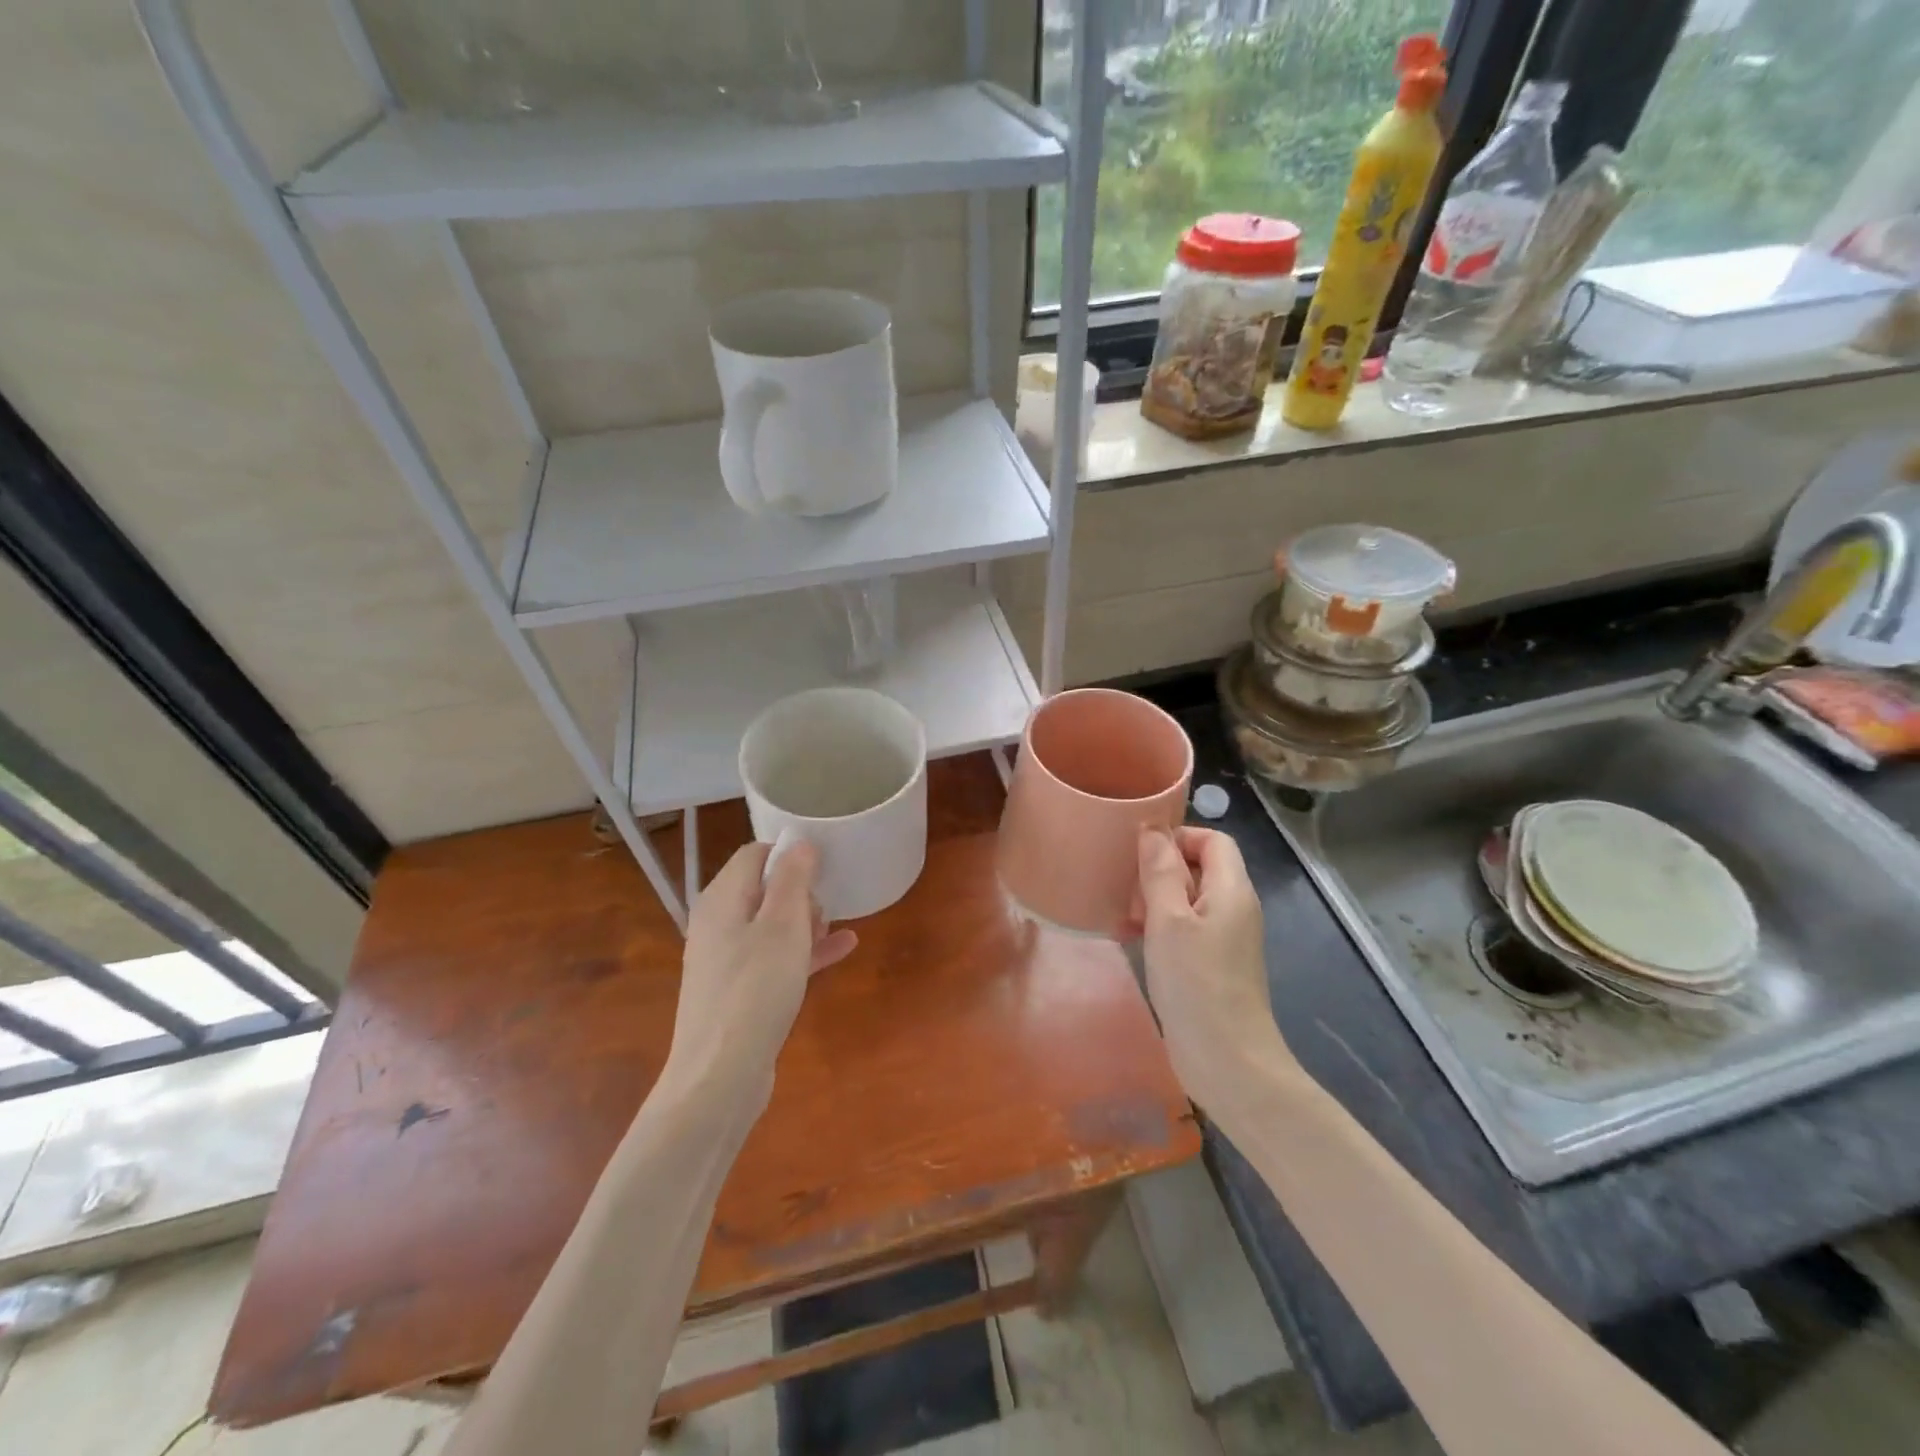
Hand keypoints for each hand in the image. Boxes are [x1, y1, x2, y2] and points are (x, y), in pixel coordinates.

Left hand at [663, 840, 857, 1110]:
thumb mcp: (782, 925)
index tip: (826, 863)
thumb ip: (793, 879)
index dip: (790, 852)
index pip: (754, 853)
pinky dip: (804, 950)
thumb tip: (800, 844)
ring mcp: (727, 959)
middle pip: (763, 887)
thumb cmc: (755, 990)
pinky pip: (775, 956)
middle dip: (801, 890)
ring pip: (772, 923)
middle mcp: (718, 923)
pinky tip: (843, 949)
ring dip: (806, 920)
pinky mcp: (740, 989)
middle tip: (829, 905)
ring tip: (836, 926)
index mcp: (722, 899)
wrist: (720, 1076)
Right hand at [1137, 827, 1297, 1127]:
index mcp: (1232, 890)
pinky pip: (1184, 929)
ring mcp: (1224, 939)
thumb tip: (1152, 830)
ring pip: (1187, 900)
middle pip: (1198, 867)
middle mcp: (1234, 908)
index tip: (1140, 855)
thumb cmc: (1196, 983)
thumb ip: (1160, 871)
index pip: (1212, 839)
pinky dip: (1158, 928)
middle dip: (1159, 871)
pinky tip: (1128, 941)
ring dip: (1153, 901)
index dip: (1177, 837)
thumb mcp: (1169, 920)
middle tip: (1126, 890)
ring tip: (1121, 917)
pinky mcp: (1212, 965)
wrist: (1229, 1063)